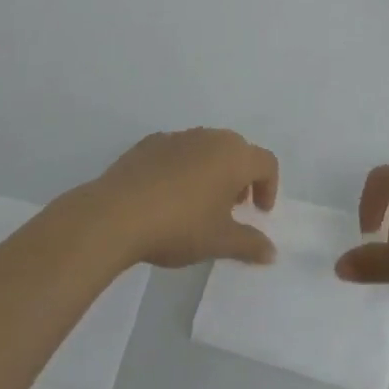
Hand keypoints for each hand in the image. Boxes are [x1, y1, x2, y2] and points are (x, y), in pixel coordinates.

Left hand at [85, 128, 279, 268]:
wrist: (116, 213)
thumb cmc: (179, 226)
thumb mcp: (218, 241)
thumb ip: (249, 244)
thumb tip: (272, 252)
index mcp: (234, 156)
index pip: (267, 162)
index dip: (269, 187)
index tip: (258, 213)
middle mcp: (211, 138)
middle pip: (238, 151)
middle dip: (241, 177)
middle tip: (231, 208)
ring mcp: (180, 136)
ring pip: (207, 148)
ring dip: (212, 170)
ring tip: (198, 202)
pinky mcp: (151, 142)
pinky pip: (178, 151)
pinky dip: (182, 167)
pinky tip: (166, 195)